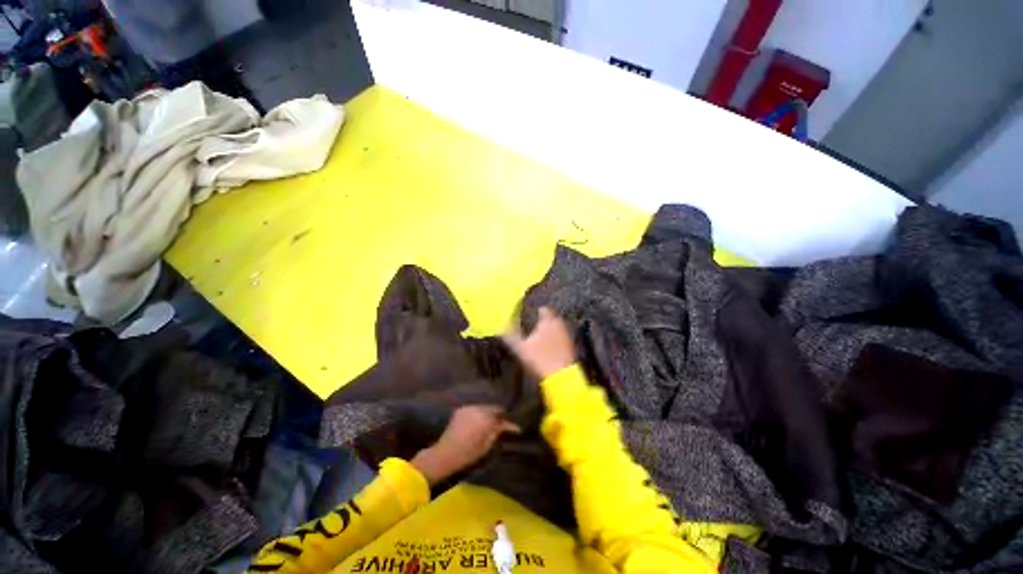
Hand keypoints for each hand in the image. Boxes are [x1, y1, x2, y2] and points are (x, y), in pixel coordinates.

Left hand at [411, 405, 520, 484]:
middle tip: (503, 424)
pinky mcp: (461, 409)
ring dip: (489, 413)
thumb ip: (497, 432)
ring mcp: (469, 407)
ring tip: (492, 422)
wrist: (444, 454)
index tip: (515, 428)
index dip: (509, 422)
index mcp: (485, 418)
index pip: (501, 415)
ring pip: (484, 407)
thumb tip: (509, 426)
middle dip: (499, 415)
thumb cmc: (467, 454)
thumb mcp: (486, 446)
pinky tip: (480, 421)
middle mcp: (478, 408)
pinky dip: (480, 413)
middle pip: (493, 408)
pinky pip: (475, 408)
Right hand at [504, 307, 575, 378]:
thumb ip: (510, 336)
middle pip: (552, 317)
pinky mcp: (571, 345)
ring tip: (542, 335)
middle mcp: (559, 324)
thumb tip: (501, 327)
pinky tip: (550, 346)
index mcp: (547, 321)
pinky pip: (562, 337)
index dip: (537, 311)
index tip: (532, 314)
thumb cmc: (539, 358)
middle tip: (536, 324)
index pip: (544, 310)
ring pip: (558, 327)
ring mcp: (567, 335)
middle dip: (545, 320)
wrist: (560, 375)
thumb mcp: (520, 348)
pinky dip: (556, 338)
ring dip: (551, 329)